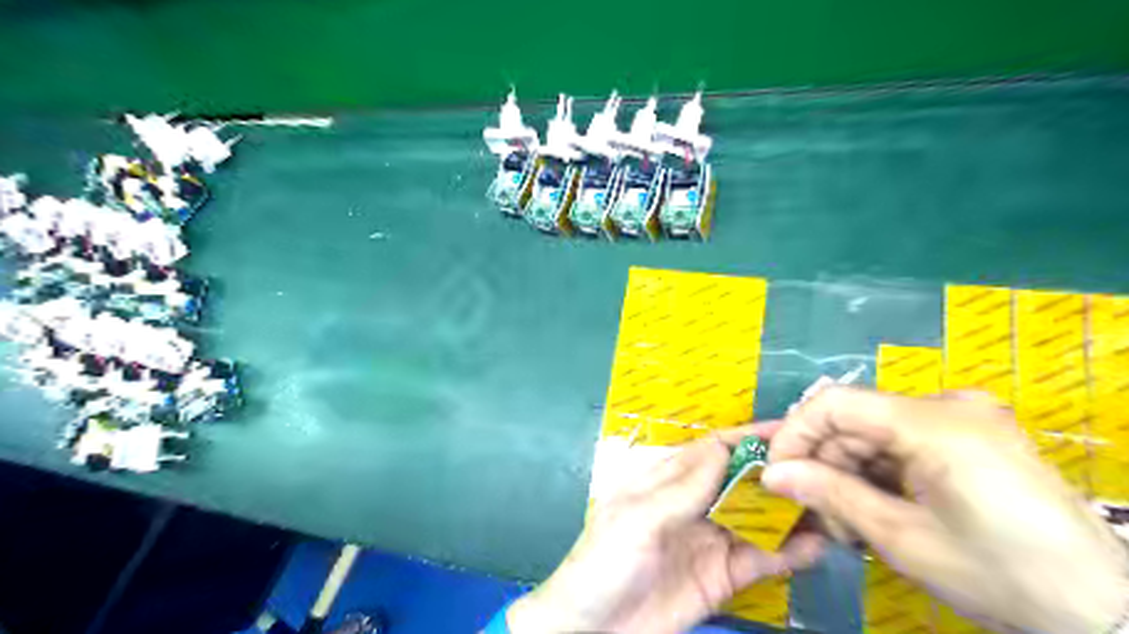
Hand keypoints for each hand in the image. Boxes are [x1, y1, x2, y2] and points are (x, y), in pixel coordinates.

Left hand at [510, 432, 821, 633]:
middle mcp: (694, 503)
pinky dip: (789, 552)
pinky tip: (818, 546)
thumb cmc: (605, 561)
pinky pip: (761, 559)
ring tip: (833, 504)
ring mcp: (711, 540)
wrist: (594, 631)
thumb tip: (724, 447)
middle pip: (742, 480)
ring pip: (757, 517)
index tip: (792, 430)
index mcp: (667, 480)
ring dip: (791, 511)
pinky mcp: (723, 577)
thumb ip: (683, 488)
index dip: (749, 438)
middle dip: (778, 472)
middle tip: (826, 467)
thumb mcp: (639, 518)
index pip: (714, 449)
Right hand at [757, 387, 1128, 633]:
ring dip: (850, 473)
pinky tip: (877, 509)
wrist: (1107, 614)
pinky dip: (880, 473)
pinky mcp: (972, 437)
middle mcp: (947, 405)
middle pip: (855, 420)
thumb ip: (830, 495)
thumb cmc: (1002, 576)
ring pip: (875, 433)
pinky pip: (903, 443)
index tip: (776, 473)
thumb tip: (771, 475)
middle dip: (824, 464)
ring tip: (848, 523)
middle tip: (818, 513)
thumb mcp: (902, 538)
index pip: (834, 404)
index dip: (794, 434)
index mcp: (932, 422)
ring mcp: (963, 419)